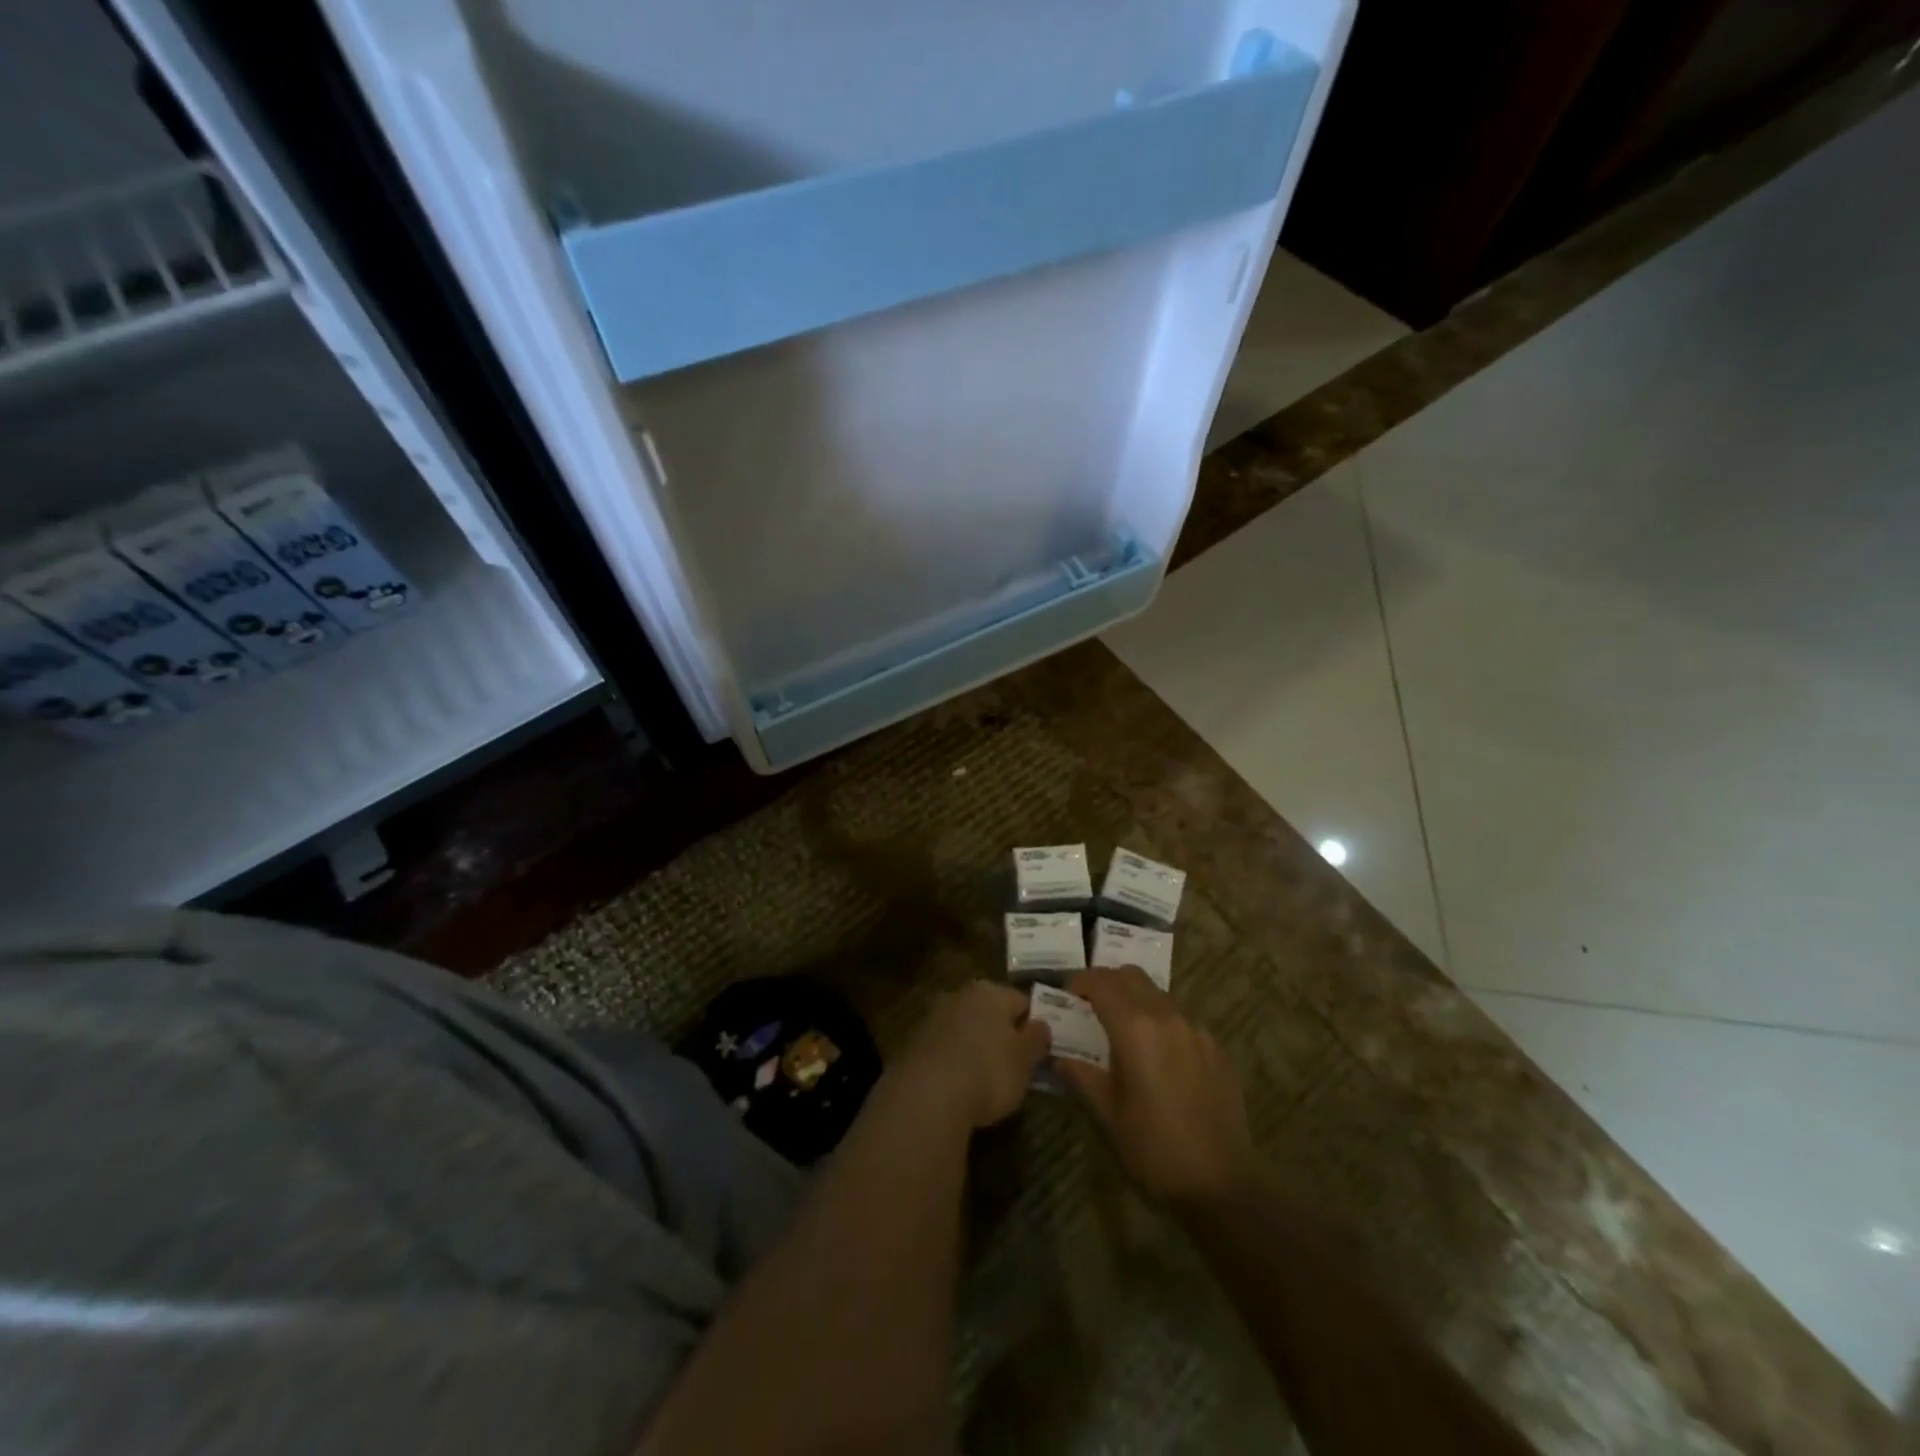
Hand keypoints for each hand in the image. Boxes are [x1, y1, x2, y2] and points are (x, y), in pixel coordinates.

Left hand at [896, 980, 1050, 1129]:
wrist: (927, 1095)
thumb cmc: (988, 1071)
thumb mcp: (1025, 1060)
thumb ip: (1037, 1039)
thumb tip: (1042, 1024)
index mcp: (991, 991)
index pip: (1021, 1001)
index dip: (1033, 1024)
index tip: (1039, 1049)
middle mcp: (960, 995)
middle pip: (990, 1011)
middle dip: (1001, 1032)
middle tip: (1013, 1064)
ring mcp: (934, 1016)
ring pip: (965, 1027)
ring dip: (975, 1045)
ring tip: (985, 1078)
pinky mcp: (914, 1042)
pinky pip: (945, 1047)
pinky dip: (954, 1060)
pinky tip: (959, 1084)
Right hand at [1057, 966, 1256, 1204]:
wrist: (1220, 1181)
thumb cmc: (1153, 1146)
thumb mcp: (1108, 1112)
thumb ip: (1081, 1074)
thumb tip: (1058, 1055)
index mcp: (1135, 1028)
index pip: (1102, 983)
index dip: (1081, 982)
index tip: (1068, 994)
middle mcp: (1167, 1016)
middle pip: (1132, 976)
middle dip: (1108, 982)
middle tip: (1092, 1004)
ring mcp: (1196, 1029)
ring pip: (1159, 994)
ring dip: (1136, 999)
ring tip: (1125, 1030)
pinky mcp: (1216, 1047)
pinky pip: (1182, 1018)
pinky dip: (1162, 1021)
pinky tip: (1159, 1054)